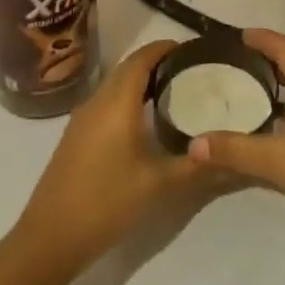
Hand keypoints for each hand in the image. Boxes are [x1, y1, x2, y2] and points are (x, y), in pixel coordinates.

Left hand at [11, 40, 216, 277]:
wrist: (51, 237)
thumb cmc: (107, 202)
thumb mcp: (159, 185)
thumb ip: (196, 165)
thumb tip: (233, 155)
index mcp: (116, 103)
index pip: (141, 59)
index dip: (165, 48)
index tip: (192, 48)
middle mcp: (96, 102)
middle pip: (127, 68)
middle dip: (156, 62)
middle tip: (190, 69)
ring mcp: (82, 119)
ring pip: (114, 86)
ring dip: (141, 81)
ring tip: (174, 91)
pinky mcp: (76, 136)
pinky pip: (105, 102)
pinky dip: (127, 98)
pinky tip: (145, 120)